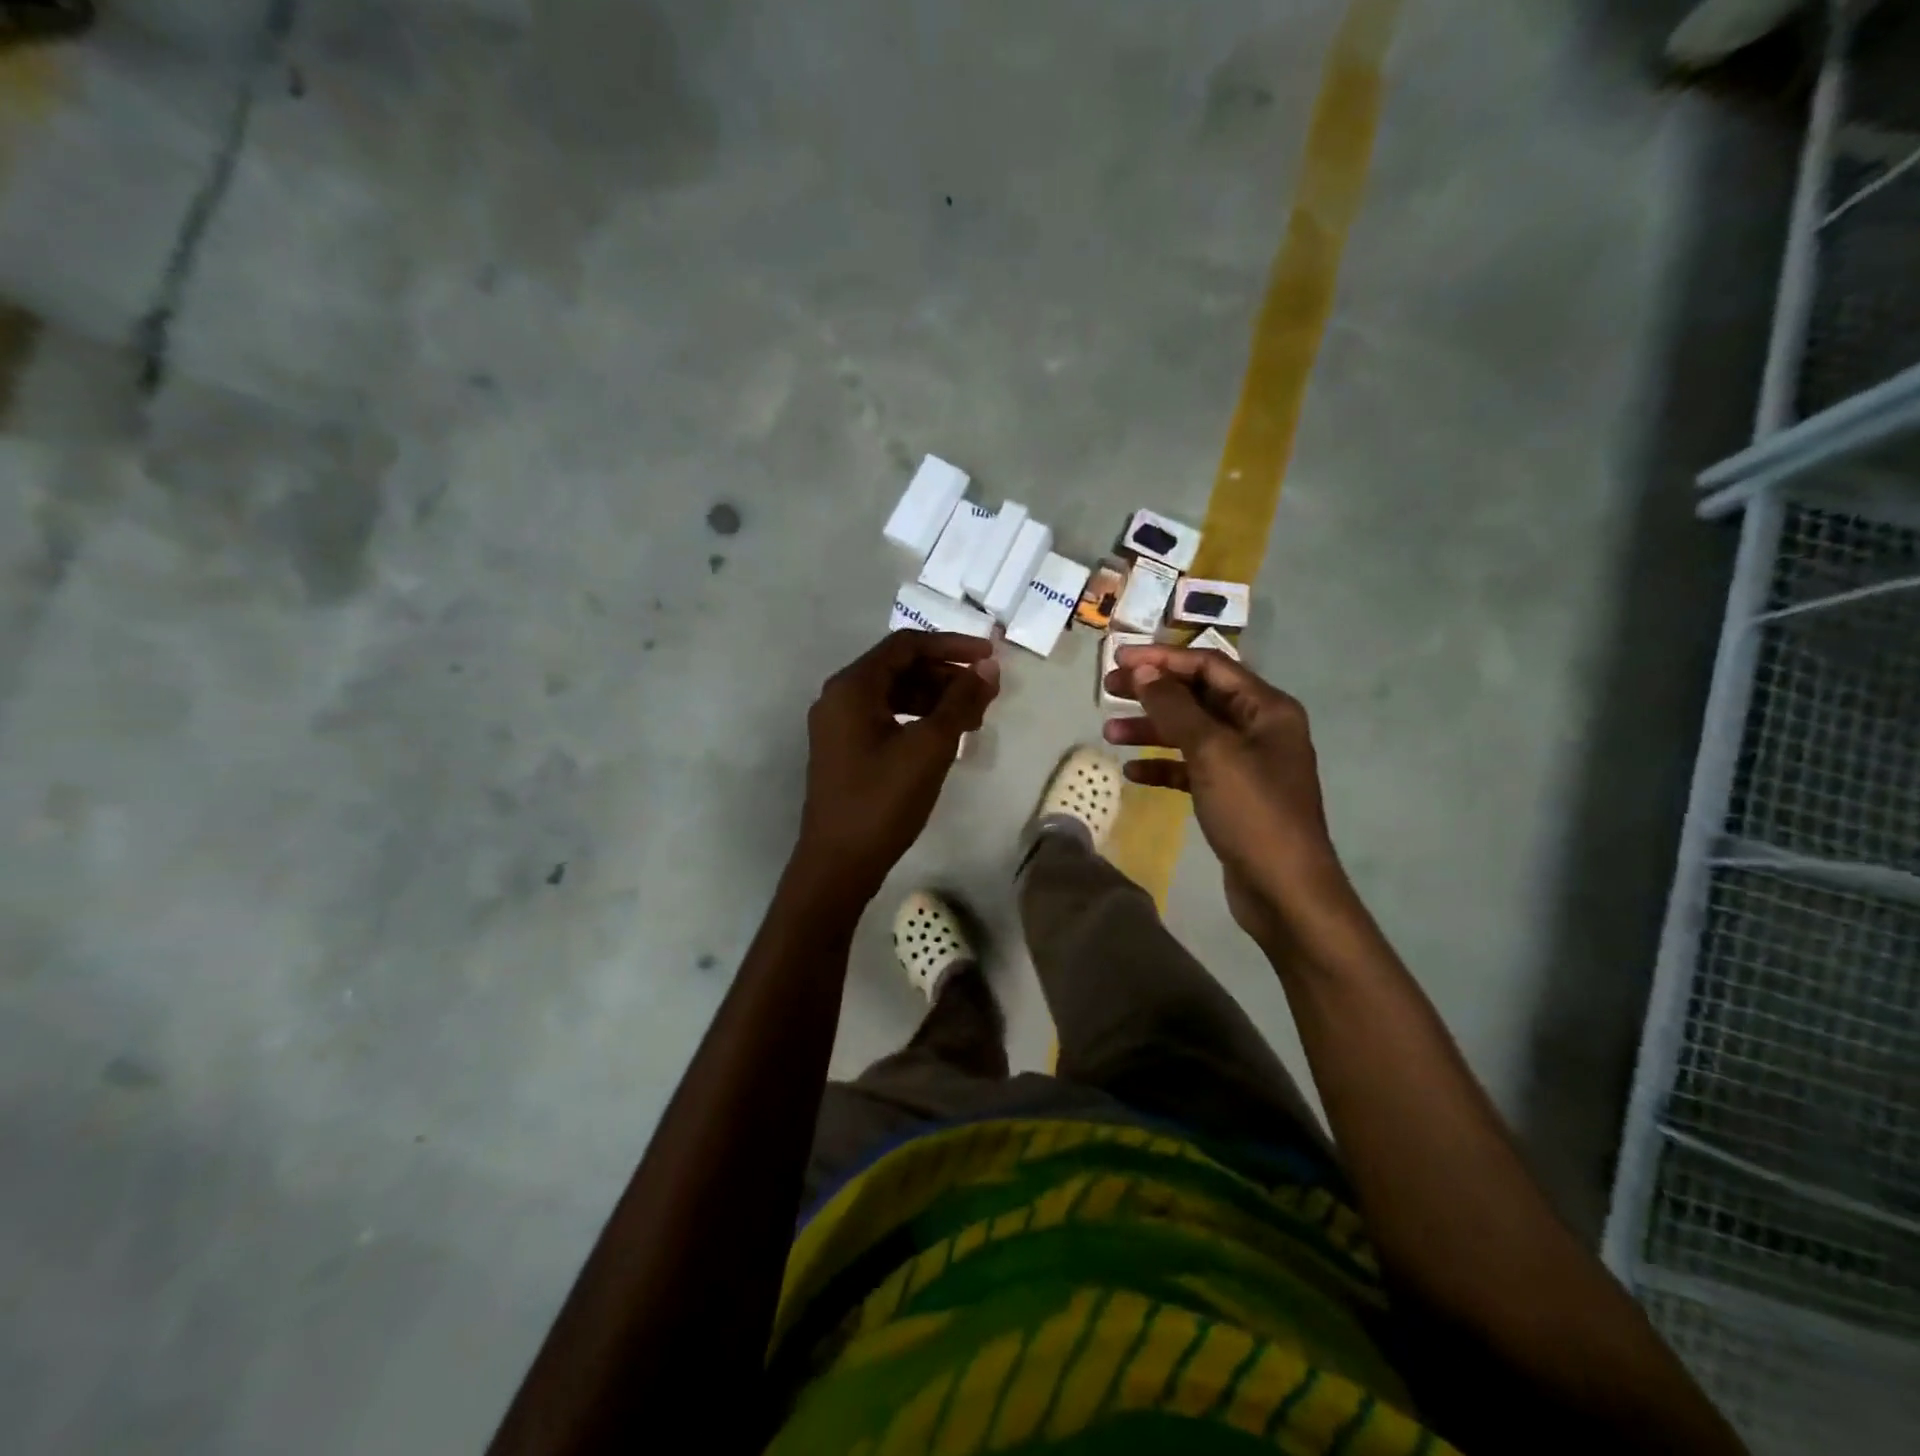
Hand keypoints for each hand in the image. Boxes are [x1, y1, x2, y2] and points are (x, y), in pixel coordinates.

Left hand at [796, 631, 999, 904]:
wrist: (839, 863)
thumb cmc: (883, 800)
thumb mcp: (930, 747)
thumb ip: (961, 702)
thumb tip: (988, 668)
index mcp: (852, 687)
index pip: (906, 645)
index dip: (952, 646)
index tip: (990, 657)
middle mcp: (839, 697)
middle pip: (899, 667)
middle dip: (945, 675)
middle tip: (984, 695)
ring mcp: (839, 725)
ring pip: (894, 694)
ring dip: (934, 699)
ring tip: (972, 721)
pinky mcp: (845, 750)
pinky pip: (885, 718)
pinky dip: (917, 719)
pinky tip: (944, 738)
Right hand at [1103, 645, 1352, 948]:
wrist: (1285, 890)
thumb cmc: (1253, 812)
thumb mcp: (1212, 752)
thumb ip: (1175, 708)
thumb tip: (1144, 672)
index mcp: (1266, 708)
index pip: (1209, 666)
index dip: (1162, 658)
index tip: (1119, 659)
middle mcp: (1259, 728)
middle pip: (1197, 696)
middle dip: (1152, 691)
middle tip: (1108, 689)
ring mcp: (1245, 763)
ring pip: (1190, 733)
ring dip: (1151, 729)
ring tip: (1109, 733)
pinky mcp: (1231, 794)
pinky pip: (1191, 768)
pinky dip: (1162, 766)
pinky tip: (1133, 772)